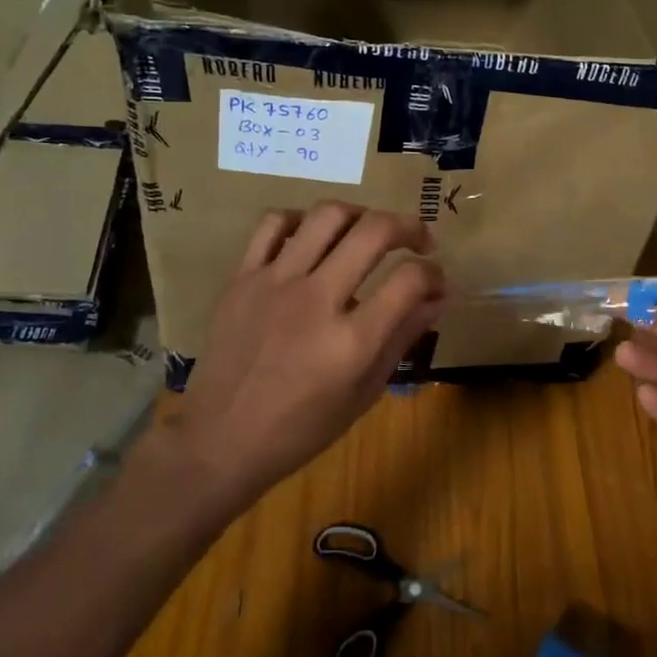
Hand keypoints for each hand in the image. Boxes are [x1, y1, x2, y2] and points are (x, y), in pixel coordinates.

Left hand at [148, 203, 445, 504]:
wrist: (219, 442)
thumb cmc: (300, 429)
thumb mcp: (364, 394)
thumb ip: (402, 339)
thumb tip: (436, 298)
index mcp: (351, 342)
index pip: (410, 280)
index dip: (434, 274)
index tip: (436, 282)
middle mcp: (316, 301)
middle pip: (374, 231)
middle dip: (409, 227)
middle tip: (418, 240)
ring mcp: (275, 283)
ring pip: (327, 215)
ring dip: (361, 214)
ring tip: (367, 231)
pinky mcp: (242, 278)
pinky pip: (273, 224)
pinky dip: (301, 219)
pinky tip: (313, 237)